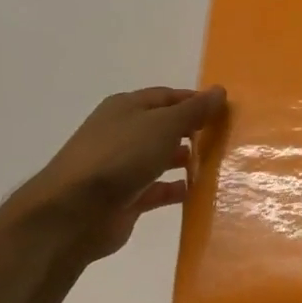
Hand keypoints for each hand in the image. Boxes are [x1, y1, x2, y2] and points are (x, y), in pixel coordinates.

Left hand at [17, 85, 226, 260]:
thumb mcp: (163, 126)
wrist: (75, 211)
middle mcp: (123, 133)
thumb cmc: (120, 157)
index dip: (195, 101)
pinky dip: (176, 189)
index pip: (168, 96)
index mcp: (126, 108)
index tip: (226, 111)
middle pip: (164, 127)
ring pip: (161, 158)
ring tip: (216, 164)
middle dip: (193, 131)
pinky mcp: (126, 197)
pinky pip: (157, 189)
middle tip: (225, 138)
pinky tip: (197, 192)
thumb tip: (219, 91)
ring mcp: (122, 167)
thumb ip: (193, 110)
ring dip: (185, 160)